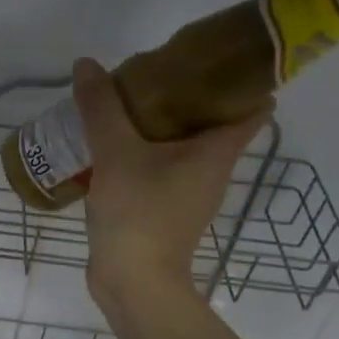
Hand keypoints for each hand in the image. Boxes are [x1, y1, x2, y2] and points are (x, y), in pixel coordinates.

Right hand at [72, 58, 273, 306]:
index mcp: (216, 152)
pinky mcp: (167, 211)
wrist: (133, 282)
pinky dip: (146, 150)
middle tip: (158, 70)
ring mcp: (190, 194)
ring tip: (131, 101)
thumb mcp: (115, 151)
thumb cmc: (139, 211)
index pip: (251, 108)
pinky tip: (115, 143)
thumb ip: (101, 106)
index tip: (219, 56)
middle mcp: (212, 171)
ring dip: (164, 124)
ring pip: (185, 146)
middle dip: (191, 95)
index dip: (243, 79)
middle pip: (214, 123)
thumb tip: (87, 64)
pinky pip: (163, 167)